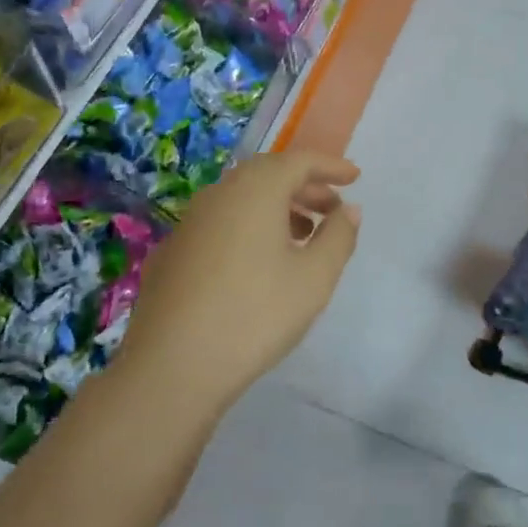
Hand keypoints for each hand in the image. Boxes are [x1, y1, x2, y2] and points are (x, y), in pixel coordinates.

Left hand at [119, 150, 360, 406]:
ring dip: (277, 208)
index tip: (355, 177)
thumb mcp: (314, 278)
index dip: (330, 166)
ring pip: (242, 200)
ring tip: (303, 236)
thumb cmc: (256, 315)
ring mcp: (190, 222)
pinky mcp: (173, 252)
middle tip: (333, 209)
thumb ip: (338, 237)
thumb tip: (348, 209)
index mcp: (256, 190)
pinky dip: (249, 227)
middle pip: (268, 175)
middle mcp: (219, 194)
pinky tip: (259, 263)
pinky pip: (221, 223)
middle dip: (305, 187)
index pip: (298, 161)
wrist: (173, 365)